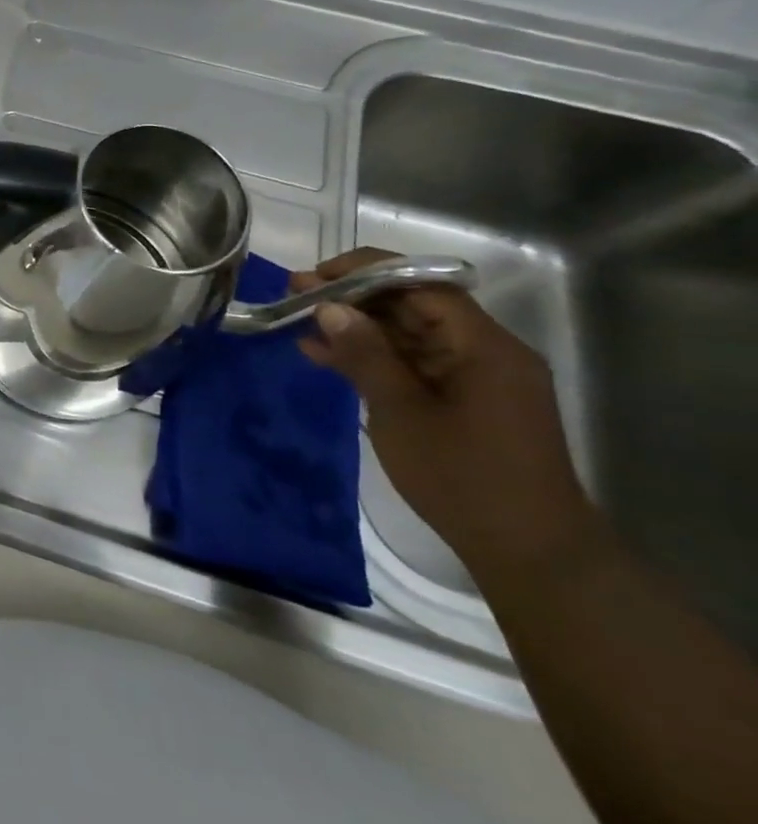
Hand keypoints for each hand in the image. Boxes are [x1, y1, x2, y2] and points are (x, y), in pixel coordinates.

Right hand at [295, 248, 594, 575]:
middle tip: (295, 295)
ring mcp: (475, 378)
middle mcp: (485, 352)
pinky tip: (326, 357)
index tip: (314, 277)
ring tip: (300, 323)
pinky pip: (412, 364)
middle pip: (414, 306)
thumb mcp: (402, 412)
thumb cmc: (464, 476)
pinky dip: (372, 357)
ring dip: (357, 328)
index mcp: (484, 346)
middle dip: (354, 297)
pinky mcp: (463, 401)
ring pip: (409, 334)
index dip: (366, 272)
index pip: (423, 285)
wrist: (528, 550)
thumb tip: (329, 307)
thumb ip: (366, 355)